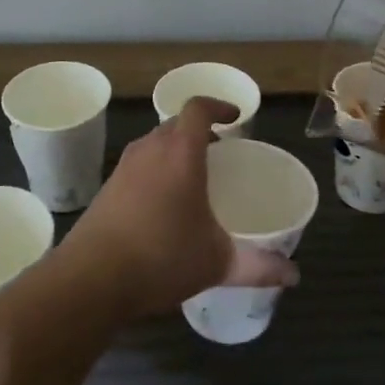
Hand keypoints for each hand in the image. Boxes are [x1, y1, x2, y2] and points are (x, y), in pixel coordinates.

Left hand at [61, 97, 298, 316]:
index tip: (234, 118)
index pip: (198, 109)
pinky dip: (155, 170)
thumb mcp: (217, 263)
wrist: (90, 279)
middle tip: (219, 151)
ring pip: (153, 143)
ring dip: (174, 149)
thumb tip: (294, 275)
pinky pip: (137, 165)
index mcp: (180, 154)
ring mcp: (123, 168)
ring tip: (193, 176)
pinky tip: (162, 204)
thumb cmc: (160, 258)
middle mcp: (150, 151)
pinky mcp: (106, 189)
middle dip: (198, 130)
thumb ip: (259, 266)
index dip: (218, 106)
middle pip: (175, 124)